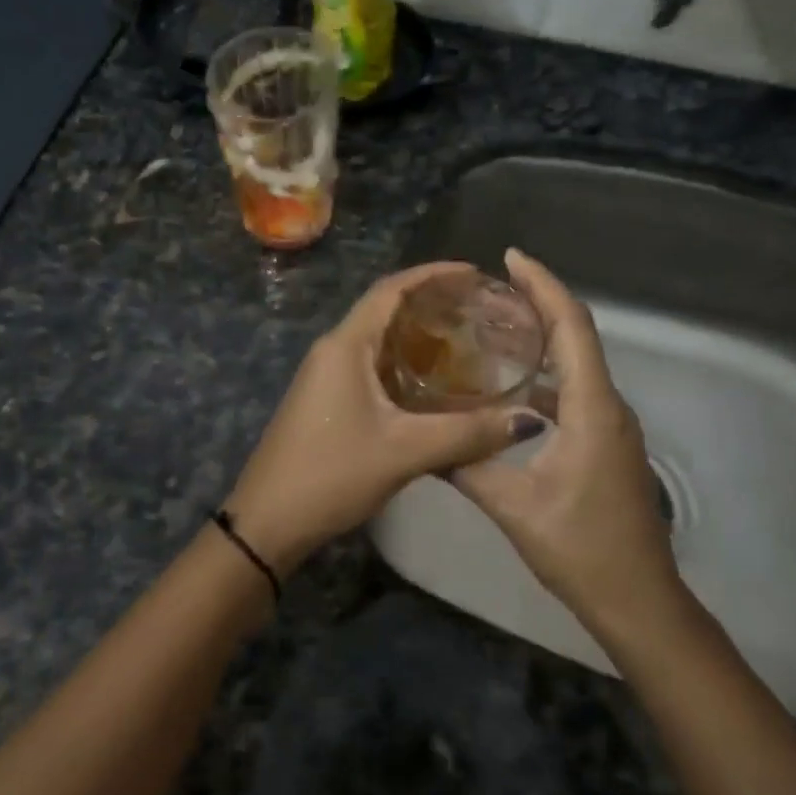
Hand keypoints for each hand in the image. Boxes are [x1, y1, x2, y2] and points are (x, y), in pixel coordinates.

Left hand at [226, 263, 540, 574]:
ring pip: (378, 341)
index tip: (474, 273)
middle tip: (479, 309)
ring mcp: (326, 377)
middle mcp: (333, 351)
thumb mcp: (404, 451)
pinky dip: (404, 364)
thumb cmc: (331, 474)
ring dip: (417, 335)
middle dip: (430, 303)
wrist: (268, 522)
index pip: (391, 289)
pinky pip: (371, 367)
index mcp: (346, 346)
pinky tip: (434, 384)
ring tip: (466, 339)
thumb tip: (527, 420)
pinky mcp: (327, 401)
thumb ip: (467, 433)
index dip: (433, 274)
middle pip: (385, 310)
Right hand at [450, 250, 679, 632]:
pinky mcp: (607, 444)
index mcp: (592, 409)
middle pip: (578, 336)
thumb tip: (428, 441)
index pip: (572, 327)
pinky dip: (548, 375)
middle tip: (492, 285)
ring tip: (496, 326)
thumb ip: (470, 466)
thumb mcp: (514, 508)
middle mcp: (609, 406)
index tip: (511, 258)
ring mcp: (612, 426)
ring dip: (544, 338)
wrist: (639, 599)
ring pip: (578, 364)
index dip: (544, 285)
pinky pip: (578, 392)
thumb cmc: (581, 549)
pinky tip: (514, 388)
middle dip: (540, 302)